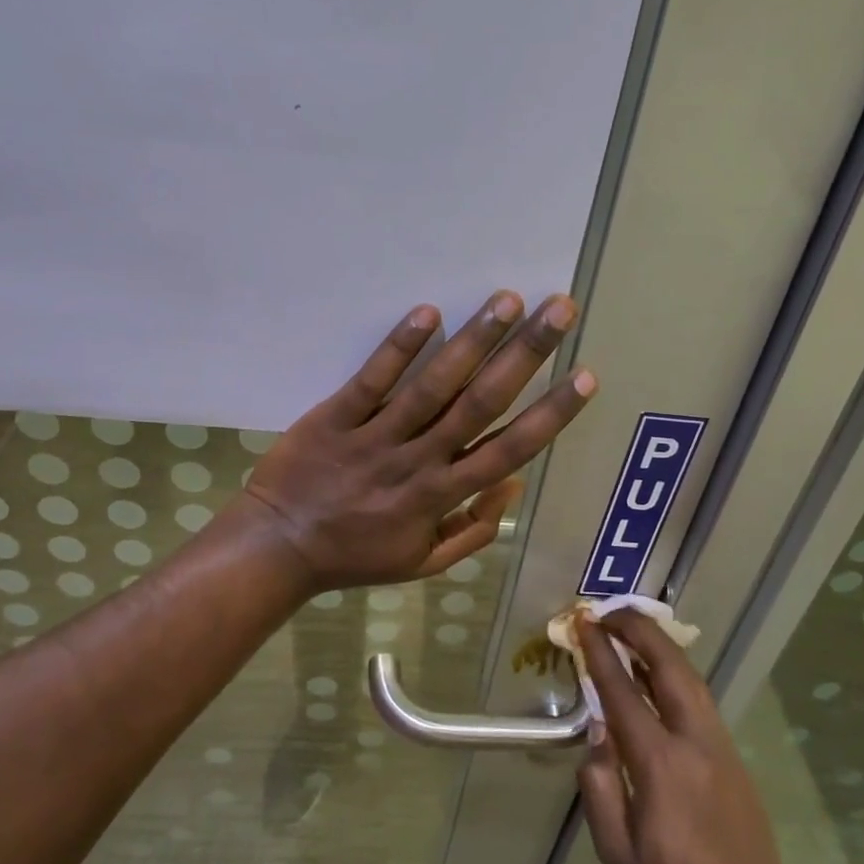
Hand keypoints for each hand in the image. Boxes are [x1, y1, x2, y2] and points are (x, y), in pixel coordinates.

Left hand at [234, 291, 596, 591]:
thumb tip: (515, 485)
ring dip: (473, 341)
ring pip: (432, 386)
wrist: (278, 547)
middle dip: (525, 355)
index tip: (585, 376)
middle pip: (481, 404)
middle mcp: (417, 461)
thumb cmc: (355, 555)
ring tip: (506, 300)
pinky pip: (372, 380)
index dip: (551, 414)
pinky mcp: (335, 417)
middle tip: (558, 309)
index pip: (509, 450)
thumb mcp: (423, 563)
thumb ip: (473, 530)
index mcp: (441, 496)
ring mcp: (375, 437)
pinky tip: (428, 312)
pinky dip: (399, 347)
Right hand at [576, 610, 800, 863]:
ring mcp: (720, 746)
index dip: (600, 652)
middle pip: (669, 665)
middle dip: (638, 629)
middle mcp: (694, 741)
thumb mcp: (616, 852)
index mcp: (659, 762)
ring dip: (659, 646)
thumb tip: (597, 734)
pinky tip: (658, 678)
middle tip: (609, 612)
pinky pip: (700, 699)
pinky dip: (675, 673)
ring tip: (631, 633)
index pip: (623, 691)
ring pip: (691, 677)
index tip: (583, 623)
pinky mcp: (734, 757)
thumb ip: (598, 786)